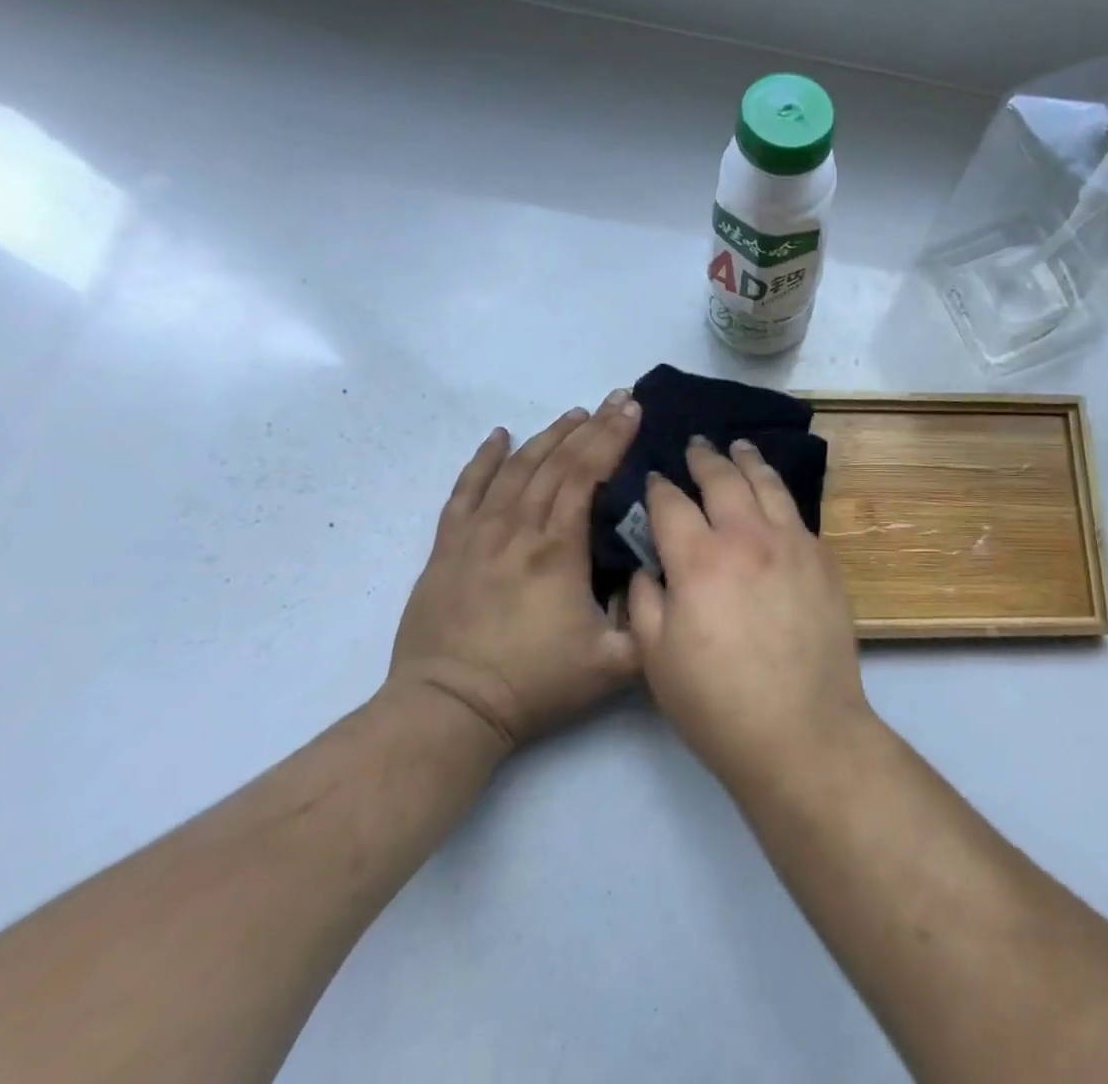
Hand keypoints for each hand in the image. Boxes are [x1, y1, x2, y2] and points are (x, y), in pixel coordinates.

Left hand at [389, 390, 642, 749]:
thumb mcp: (613, 664)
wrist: (447, 709)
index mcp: (557, 548)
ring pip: (517, 468)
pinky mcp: (448, 547)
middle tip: (617, 399)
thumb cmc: (533, 684)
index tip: (634, 410)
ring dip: (548, 436)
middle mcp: (517, 527)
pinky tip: (499, 436)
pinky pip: (466, 490)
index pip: (587, 475)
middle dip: (592, 426)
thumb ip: (648, 620)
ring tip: (574, 414)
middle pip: (557, 462)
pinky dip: (483, 459)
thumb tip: (659, 579)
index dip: (612, 438)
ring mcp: (478, 534)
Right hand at [627, 437, 872, 792]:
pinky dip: (778, 494)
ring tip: (739, 447)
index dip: (659, 487)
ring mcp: (793, 543)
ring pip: (768, 485)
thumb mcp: (656, 658)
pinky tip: (773, 494)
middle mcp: (749, 537)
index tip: (654, 478)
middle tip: (697, 445)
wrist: (803, 731)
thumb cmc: (717, 704)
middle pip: (724, 479)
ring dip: (748, 461)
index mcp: (700, 560)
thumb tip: (650, 564)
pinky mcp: (824, 559)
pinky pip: (797, 512)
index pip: (672, 504)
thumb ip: (645, 599)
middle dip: (705, 458)